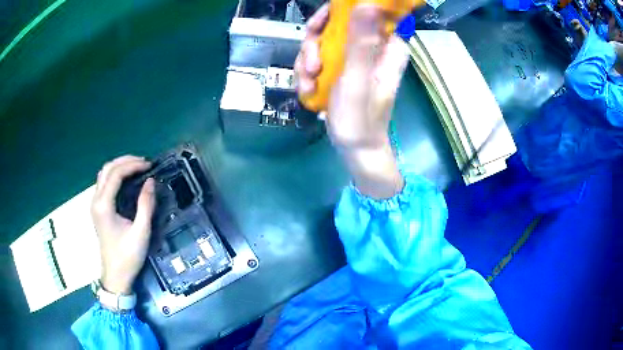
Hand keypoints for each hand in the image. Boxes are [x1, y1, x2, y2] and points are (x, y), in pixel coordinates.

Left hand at [91, 155, 155, 294]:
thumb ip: (145, 205)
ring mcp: (95, 204)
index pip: (116, 174)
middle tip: (144, 163)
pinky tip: (126, 179)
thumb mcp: (141, 233)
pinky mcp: (97, 208)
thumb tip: (151, 181)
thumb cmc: (128, 256)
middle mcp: (96, 200)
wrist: (115, 275)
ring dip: (119, 166)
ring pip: (104, 174)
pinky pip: (104, 182)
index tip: (149, 165)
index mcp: (104, 205)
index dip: (132, 165)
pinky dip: (115, 175)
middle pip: (108, 169)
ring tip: (137, 167)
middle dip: (126, 161)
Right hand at [295, 5, 407, 197]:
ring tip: (308, 82)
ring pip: (323, 40)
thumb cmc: (360, 118)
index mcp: (388, 46)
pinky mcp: (342, 68)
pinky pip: (319, 56)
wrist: (354, 148)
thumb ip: (361, 42)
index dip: (339, 12)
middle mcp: (373, 47)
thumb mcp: (358, 78)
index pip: (368, 11)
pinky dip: (308, 71)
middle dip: (316, 42)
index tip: (320, 25)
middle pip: (337, 23)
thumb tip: (366, 4)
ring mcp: (355, 57)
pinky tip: (307, 88)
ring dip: (308, 60)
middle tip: (311, 63)